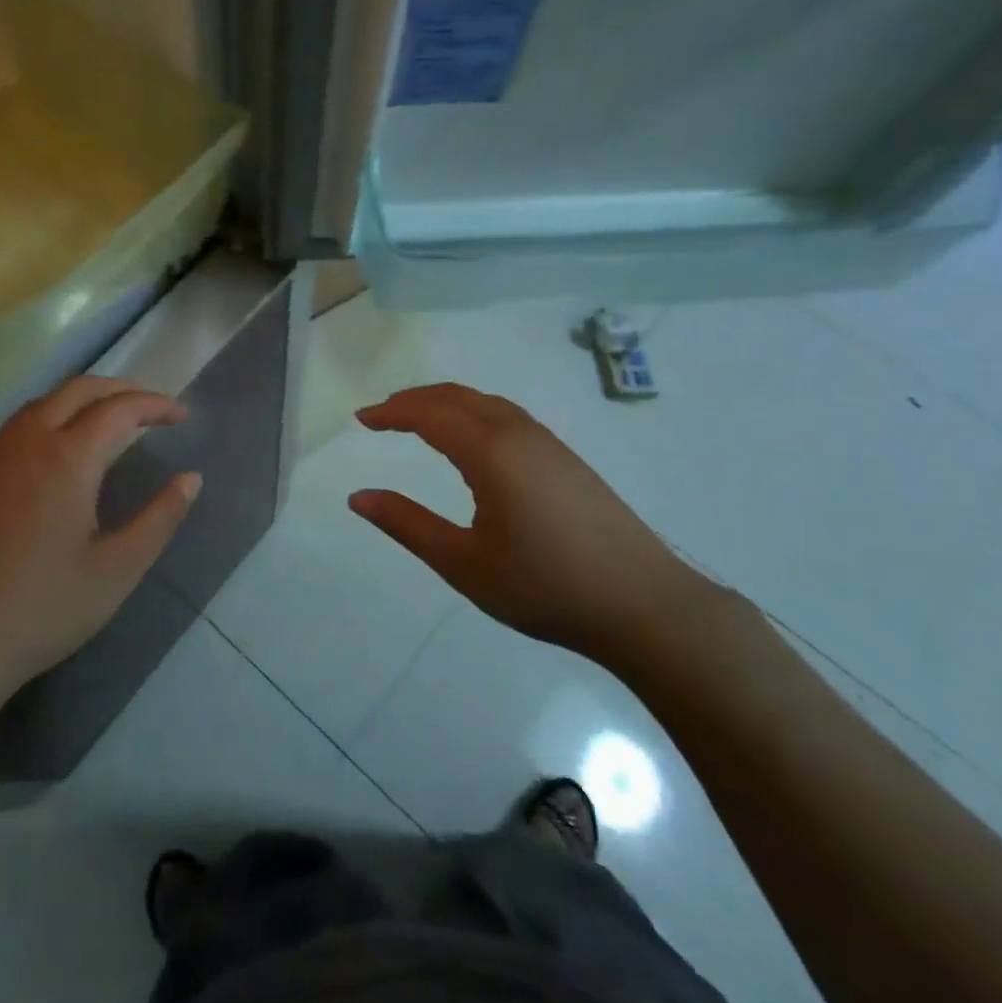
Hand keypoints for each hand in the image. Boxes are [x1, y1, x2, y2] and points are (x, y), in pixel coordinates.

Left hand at [0, 376, 200, 705]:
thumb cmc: (41, 609)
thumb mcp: (117, 570)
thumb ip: (160, 519)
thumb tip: (191, 479)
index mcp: (67, 458)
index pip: (120, 409)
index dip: (156, 405)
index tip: (183, 417)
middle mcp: (28, 442)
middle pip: (79, 389)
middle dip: (122, 389)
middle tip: (153, 409)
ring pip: (44, 402)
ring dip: (85, 398)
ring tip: (113, 421)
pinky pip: (21, 424)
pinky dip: (55, 415)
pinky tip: (62, 450)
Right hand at [349, 383, 711, 669]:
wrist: (643, 605)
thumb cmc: (544, 586)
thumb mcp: (463, 562)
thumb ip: (407, 524)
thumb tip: (358, 497)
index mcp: (490, 452)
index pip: (429, 414)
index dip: (391, 412)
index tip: (361, 419)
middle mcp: (518, 433)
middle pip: (457, 397)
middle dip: (415, 399)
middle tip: (382, 415)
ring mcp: (548, 443)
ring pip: (486, 403)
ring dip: (446, 403)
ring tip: (418, 420)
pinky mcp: (567, 459)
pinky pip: (508, 416)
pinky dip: (474, 413)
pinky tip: (473, 440)